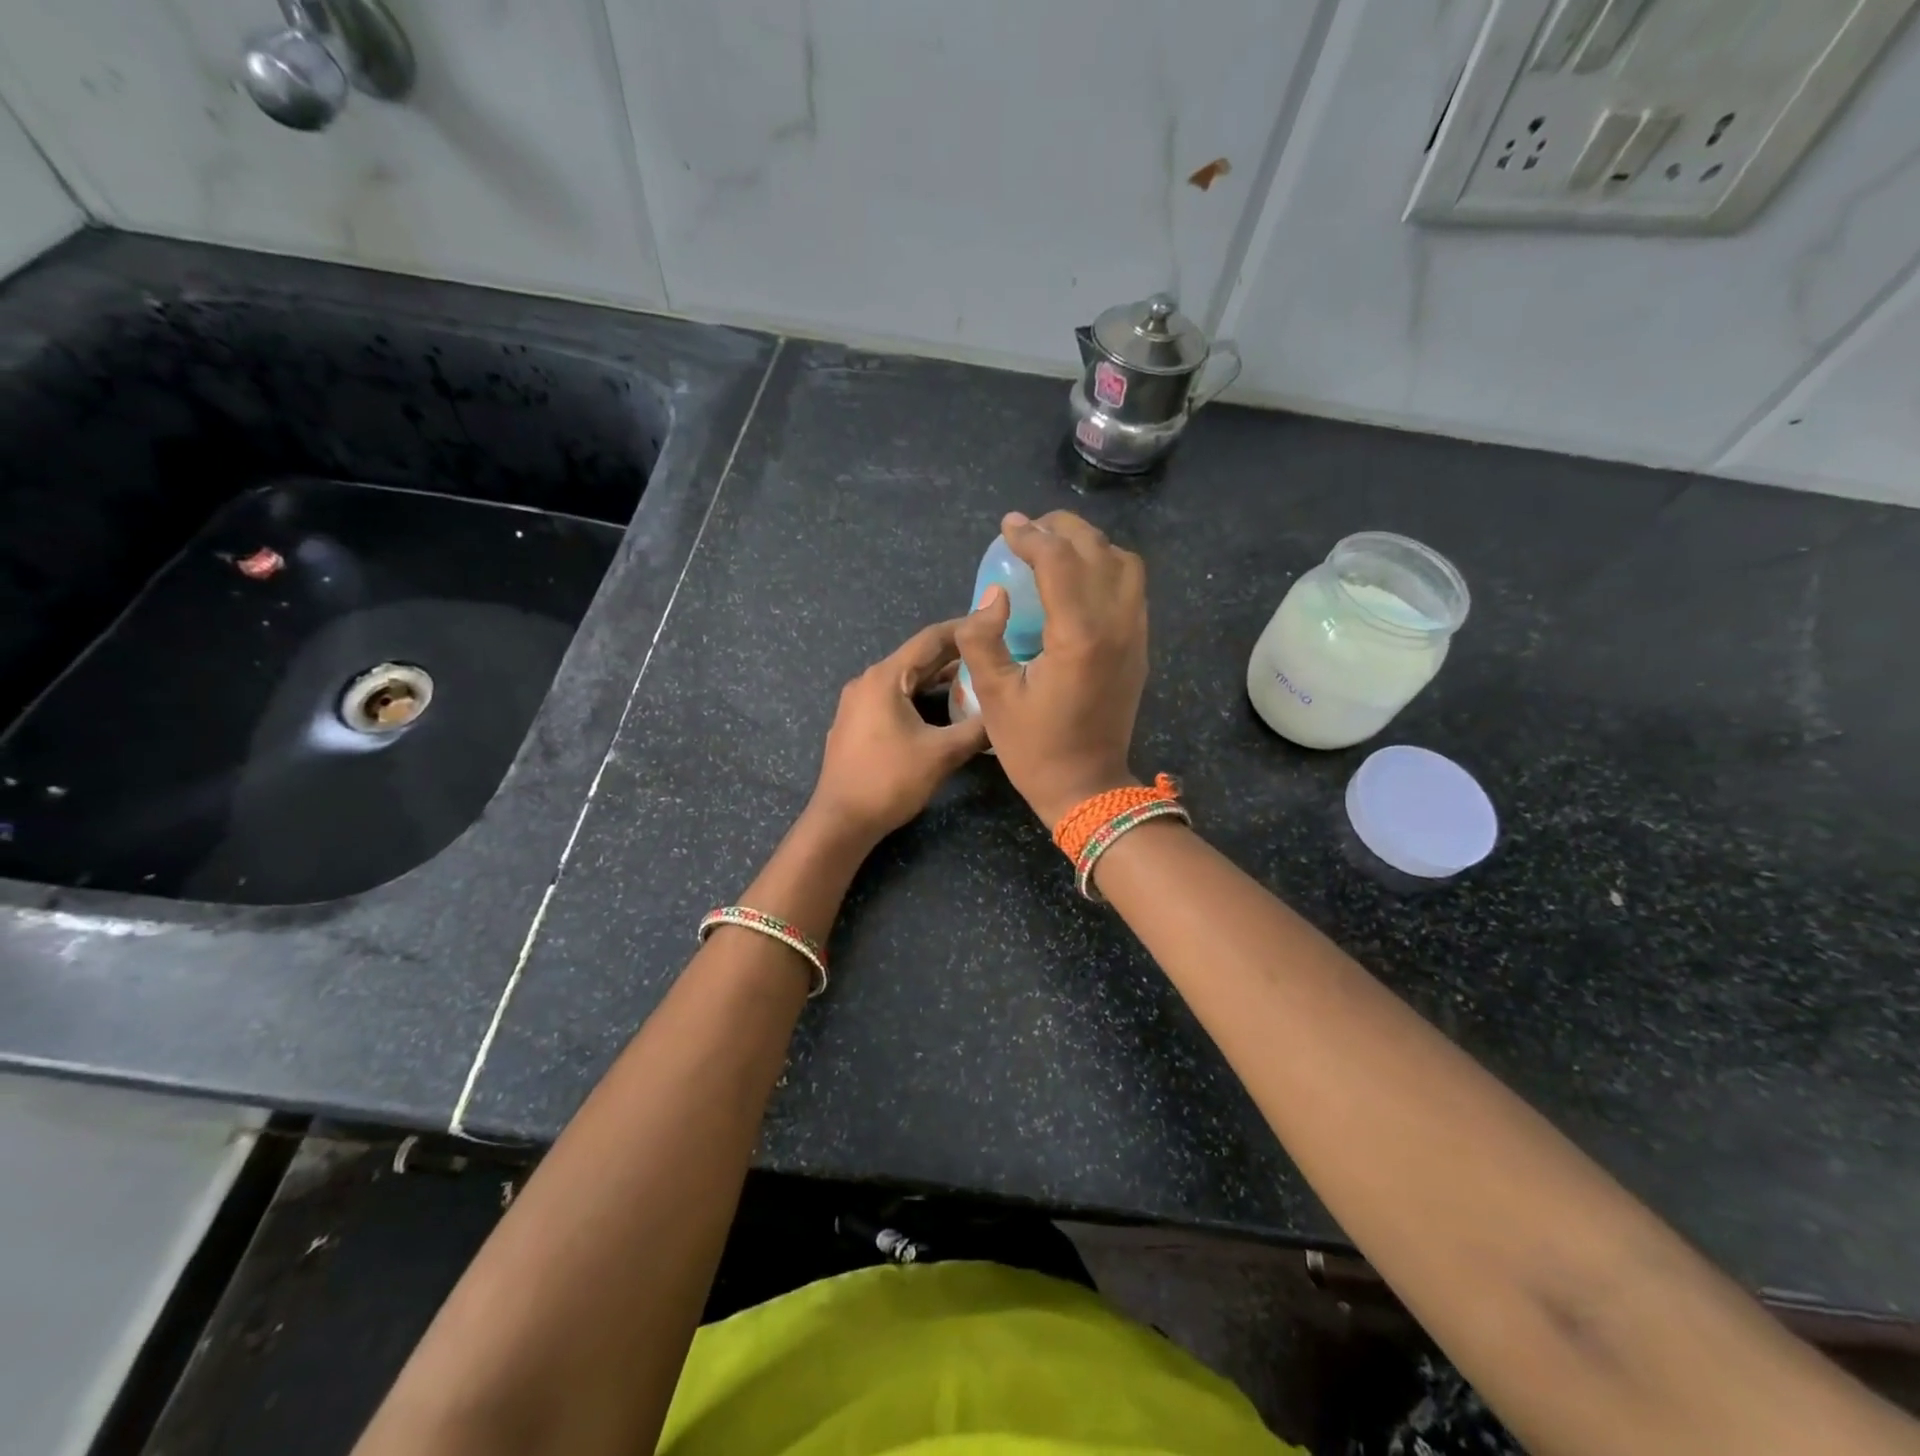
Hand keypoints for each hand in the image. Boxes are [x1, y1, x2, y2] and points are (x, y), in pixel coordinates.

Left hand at [808, 619, 988, 844]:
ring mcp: (858, 703)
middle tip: (993, 652)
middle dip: (956, 655)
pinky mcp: (857, 723)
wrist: (841, 821)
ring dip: (939, 678)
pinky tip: (944, 709)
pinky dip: (922, 697)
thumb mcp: (942, 754)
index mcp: (886, 678)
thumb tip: (1006, 714)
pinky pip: (895, 698)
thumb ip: (978, 729)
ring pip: (907, 680)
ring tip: (976, 679)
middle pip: (917, 658)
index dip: (965, 628)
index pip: (931, 639)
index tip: (994, 623)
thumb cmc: (890, 781)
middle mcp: (868, 681)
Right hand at [955, 510, 1147, 825]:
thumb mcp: (994, 697)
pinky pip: (1132, 589)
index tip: (1007, 527)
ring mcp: (1136, 635)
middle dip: (1062, 529)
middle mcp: (1117, 624)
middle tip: (1028, 532)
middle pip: (1098, 549)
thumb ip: (983, 638)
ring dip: (1090, 546)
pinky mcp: (1140, 647)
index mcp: (1079, 636)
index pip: (1059, 561)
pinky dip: (1106, 568)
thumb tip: (992, 595)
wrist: (1089, 787)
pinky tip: (1077, 581)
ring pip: (1124, 564)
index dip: (1030, 536)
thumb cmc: (1035, 748)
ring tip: (1055, 550)